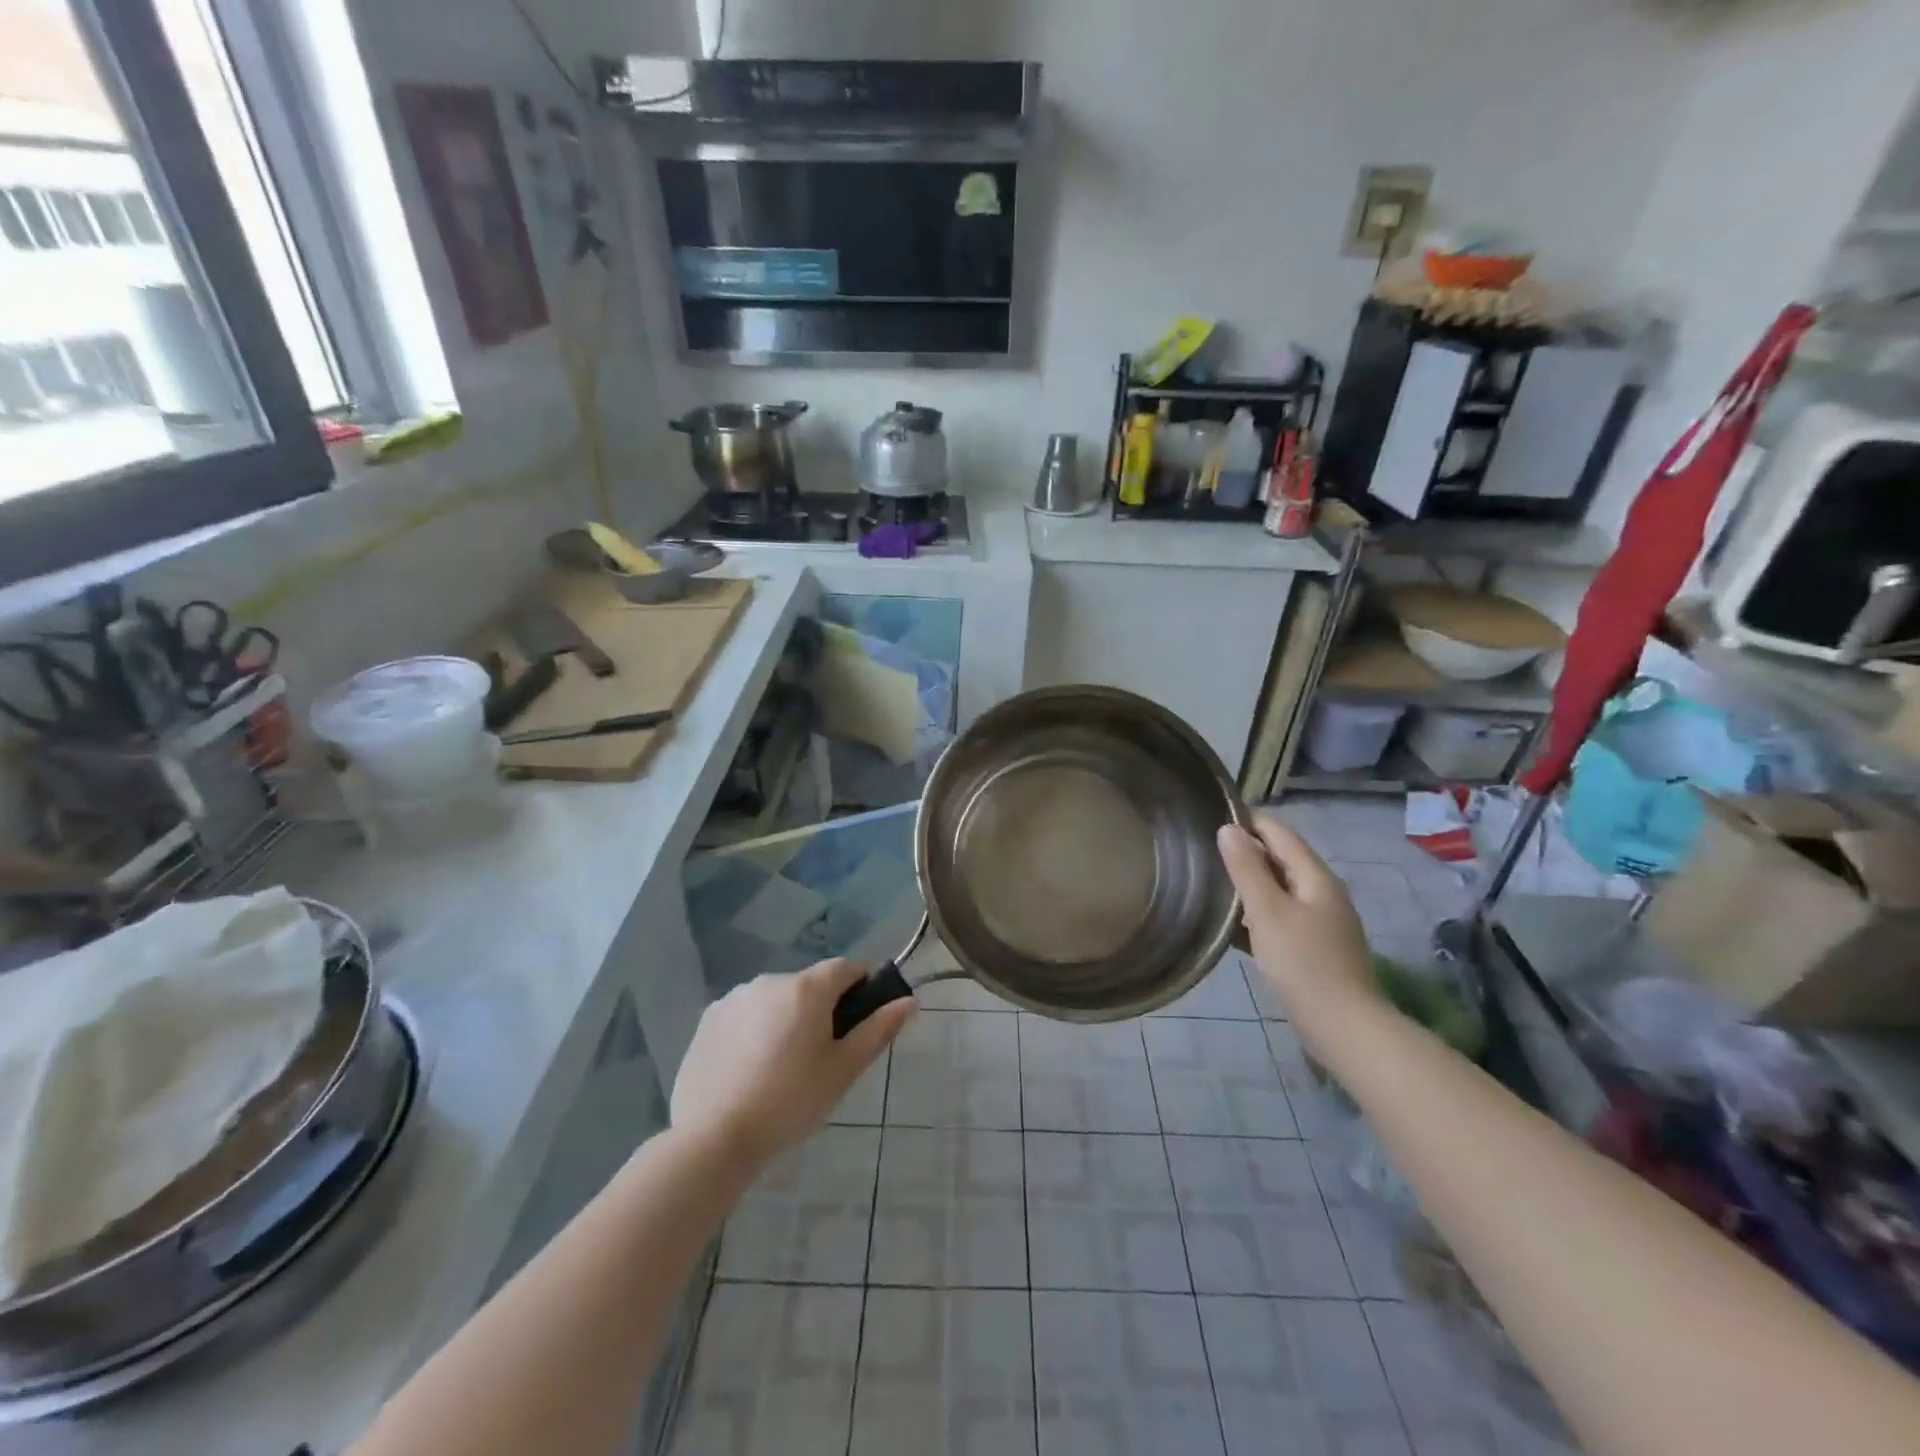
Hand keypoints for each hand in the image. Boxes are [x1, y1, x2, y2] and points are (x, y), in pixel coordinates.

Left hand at [671, 959, 913, 1170]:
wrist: (713, 1138)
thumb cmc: (790, 1102)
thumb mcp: (843, 1070)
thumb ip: (878, 1030)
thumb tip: (909, 1001)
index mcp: (808, 989)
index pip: (847, 967)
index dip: (862, 986)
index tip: (862, 1018)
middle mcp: (771, 980)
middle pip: (810, 984)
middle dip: (822, 1009)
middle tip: (822, 1056)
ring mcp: (736, 997)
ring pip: (776, 999)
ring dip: (787, 1018)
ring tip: (781, 1068)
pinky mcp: (709, 1018)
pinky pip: (746, 1014)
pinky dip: (755, 1030)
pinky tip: (749, 1069)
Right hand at [1217, 816, 1381, 1051]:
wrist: (1344, 1027)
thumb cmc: (1303, 963)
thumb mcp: (1267, 911)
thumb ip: (1247, 868)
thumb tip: (1228, 828)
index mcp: (1315, 877)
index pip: (1279, 833)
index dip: (1248, 820)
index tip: (1212, 815)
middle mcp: (1323, 892)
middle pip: (1281, 859)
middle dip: (1246, 851)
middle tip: (1204, 850)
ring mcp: (1322, 922)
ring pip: (1280, 889)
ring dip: (1249, 883)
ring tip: (1211, 883)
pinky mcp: (1316, 947)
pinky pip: (1281, 916)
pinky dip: (1257, 912)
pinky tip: (1233, 924)